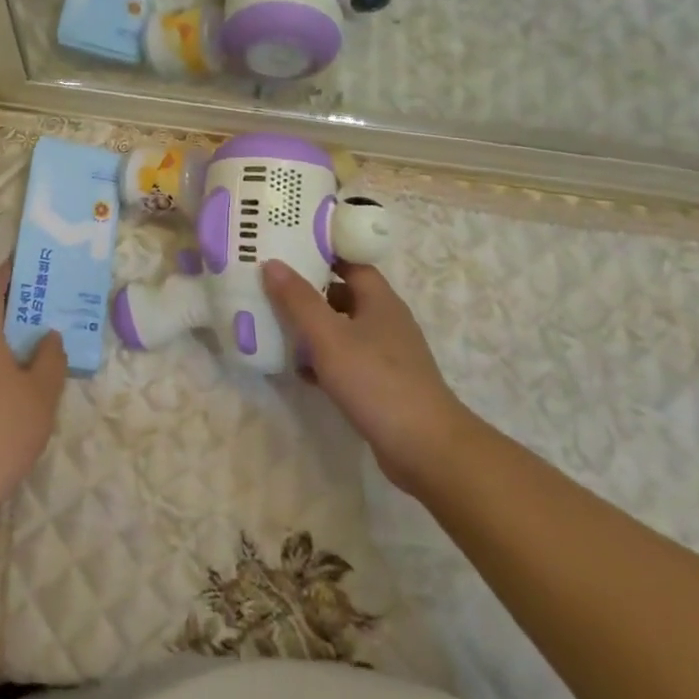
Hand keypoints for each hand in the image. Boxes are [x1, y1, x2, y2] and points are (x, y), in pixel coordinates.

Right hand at [262, 260, 468, 491]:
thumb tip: (272, 263)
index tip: (287, 250)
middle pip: (344, 296)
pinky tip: (302, 372)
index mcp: (380, 301)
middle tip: (272, 290)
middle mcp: (387, 321)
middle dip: (310, 293)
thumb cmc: (376, 381)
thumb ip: (299, 301)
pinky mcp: (384, 384)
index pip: (350, 263)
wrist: (425, 448)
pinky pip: (348, 361)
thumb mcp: (329, 337)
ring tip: (278, 329)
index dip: (321, 254)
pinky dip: (325, 361)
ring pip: (344, 330)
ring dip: (314, 330)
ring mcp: (388, 355)